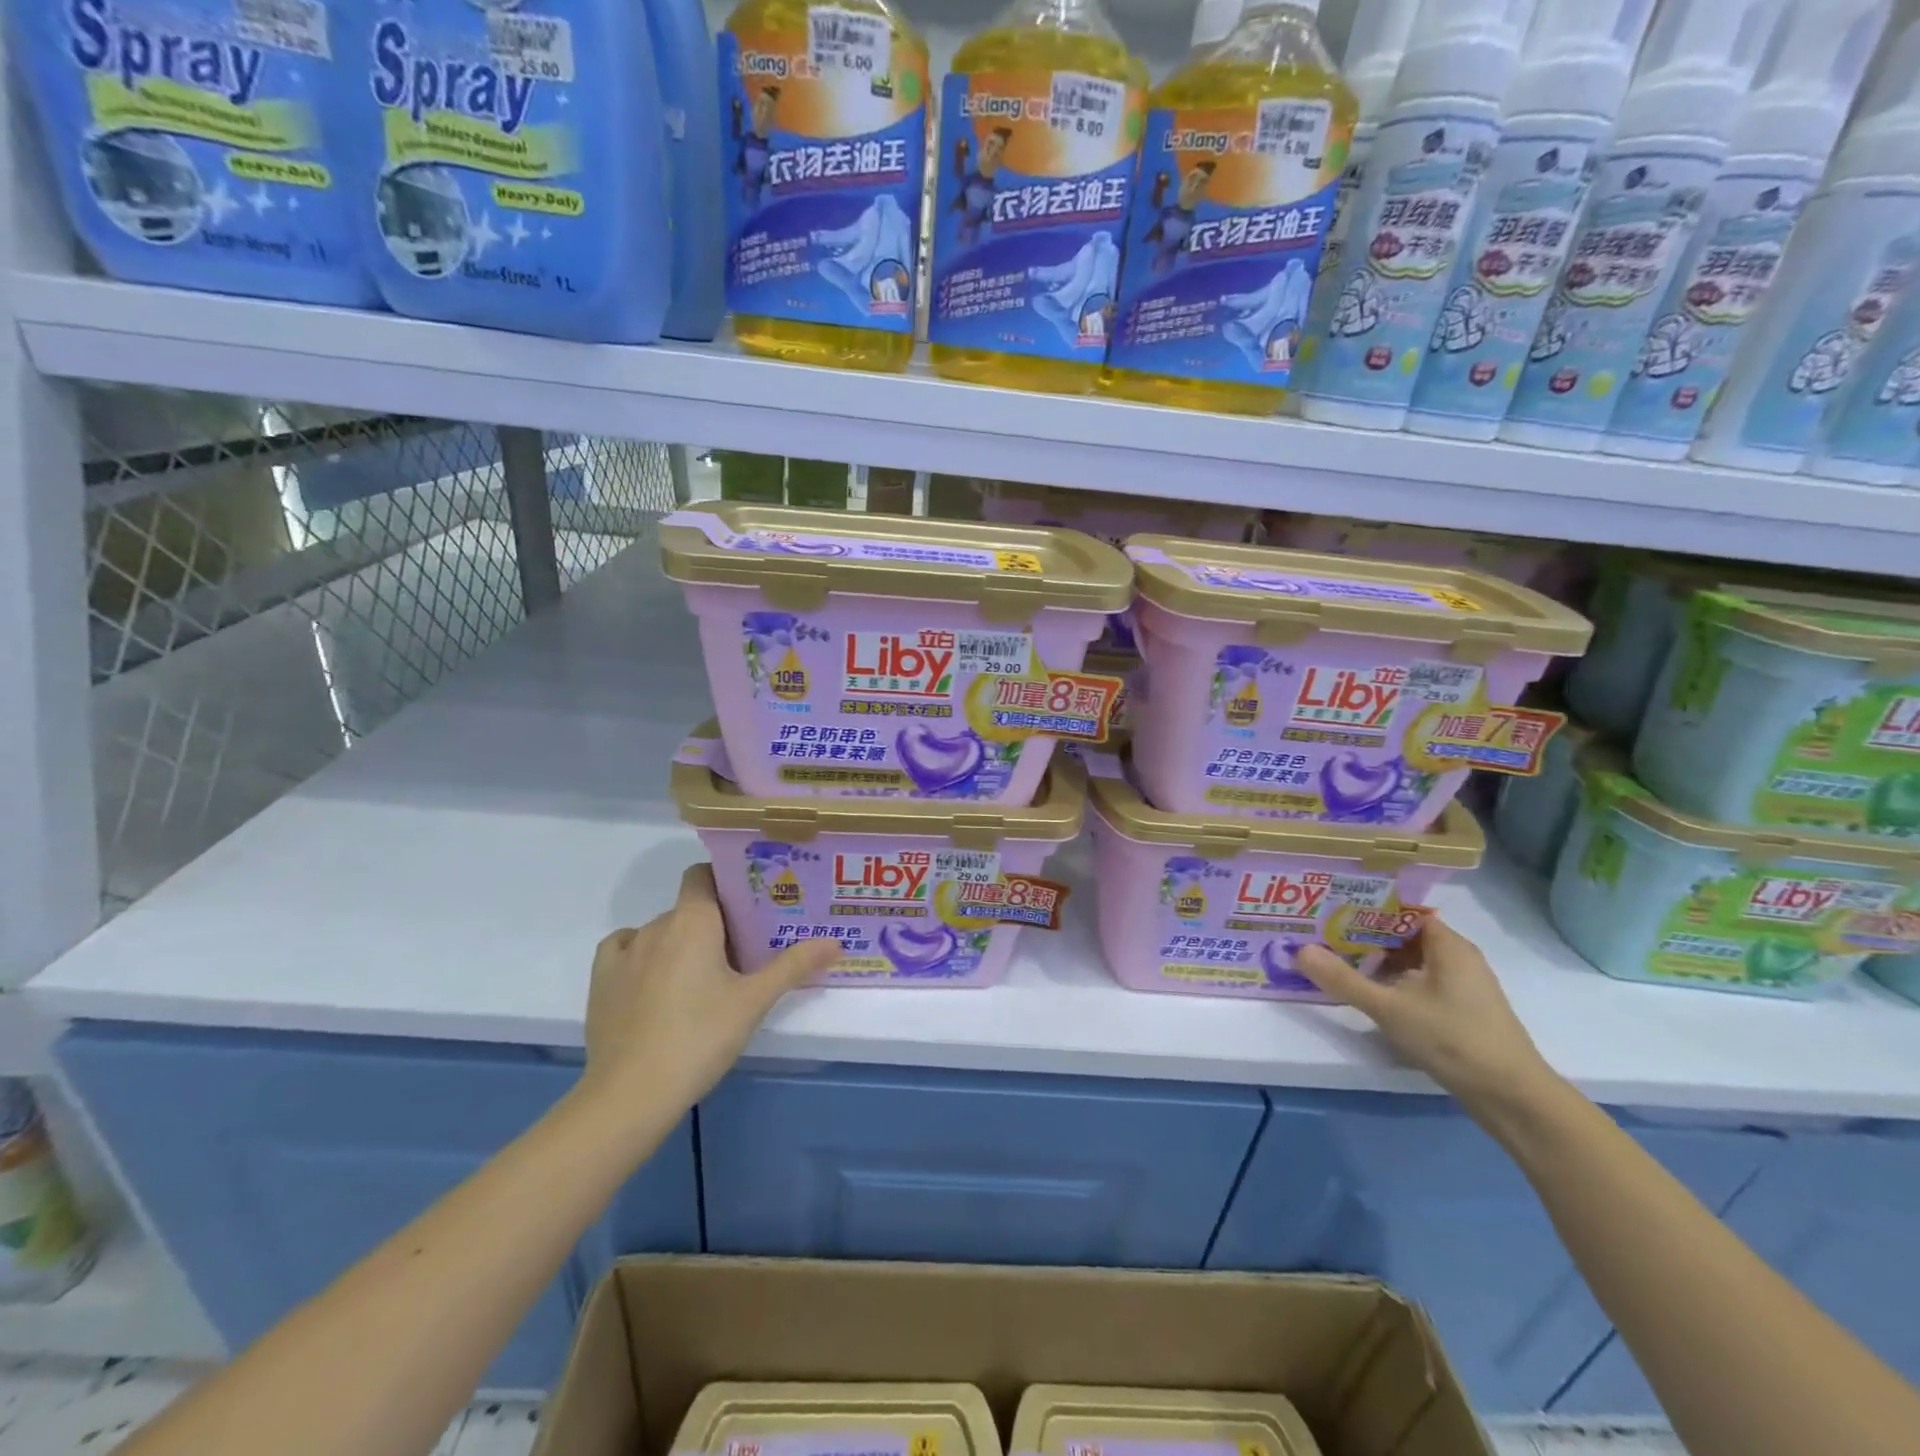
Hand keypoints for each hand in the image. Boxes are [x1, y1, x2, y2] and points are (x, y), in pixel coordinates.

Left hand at [578, 864, 840, 1129]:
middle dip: (713, 923)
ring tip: (703, 978)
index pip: (703, 875)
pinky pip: (625, 950)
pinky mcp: (601, 982)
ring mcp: (624, 953)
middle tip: (741, 953)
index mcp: (693, 920)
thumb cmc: (700, 1037)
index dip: (725, 881)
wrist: (630, 1094)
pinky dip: (643, 956)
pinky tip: (656, 981)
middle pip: (689, 908)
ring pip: (660, 932)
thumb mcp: (754, 1002)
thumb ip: (794, 966)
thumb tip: (835, 942)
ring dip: (681, 944)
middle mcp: (656, 925)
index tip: (749, 904)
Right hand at [1294, 915, 1558, 1115]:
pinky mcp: (1459, 1011)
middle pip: (1402, 935)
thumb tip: (1299, 950)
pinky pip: (1417, 982)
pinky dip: (1391, 982)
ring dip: (1375, 961)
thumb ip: (1343, 979)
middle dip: (1362, 934)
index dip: (1365, 907)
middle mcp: (1457, 958)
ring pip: (1410, 961)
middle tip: (1320, 933)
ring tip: (1333, 959)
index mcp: (1447, 945)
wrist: (1513, 1099)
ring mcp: (1461, 986)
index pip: (1400, 911)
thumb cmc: (1453, 1039)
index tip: (1328, 908)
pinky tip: (1366, 992)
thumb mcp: (1389, 1008)